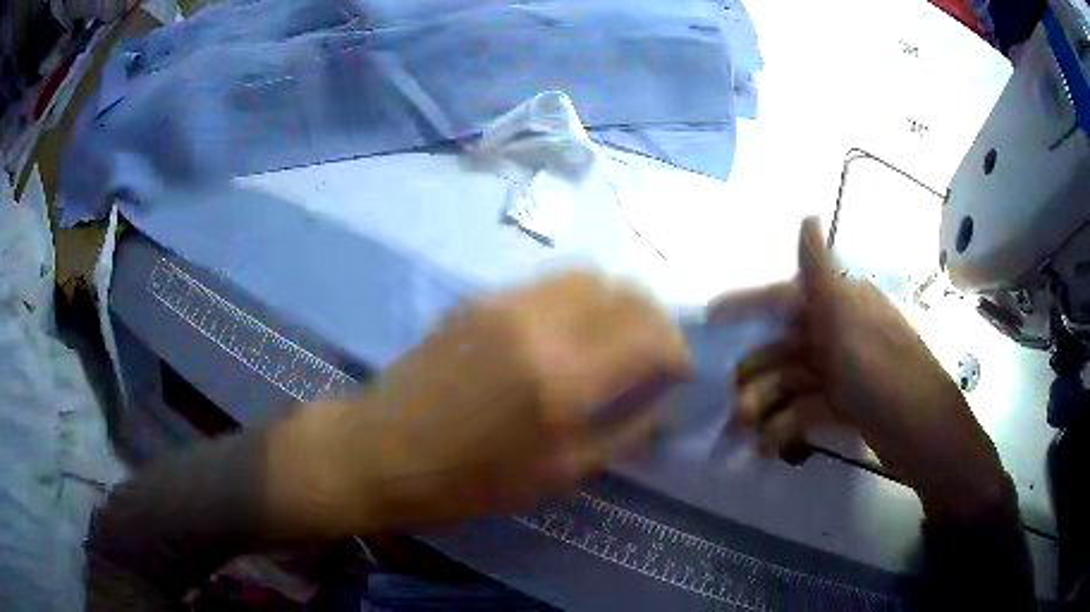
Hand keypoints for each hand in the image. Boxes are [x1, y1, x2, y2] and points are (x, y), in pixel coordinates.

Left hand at [265, 272, 691, 538]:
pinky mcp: (481, 297)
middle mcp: (541, 323)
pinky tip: (569, 333)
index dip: (678, 352)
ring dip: (617, 303)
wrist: (381, 450)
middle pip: (626, 291)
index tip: (679, 373)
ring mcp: (506, 301)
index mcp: (564, 379)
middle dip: (654, 321)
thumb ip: (624, 433)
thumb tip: (665, 403)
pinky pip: (551, 283)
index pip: (652, 337)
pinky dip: (580, 300)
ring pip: (589, 275)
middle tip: (654, 355)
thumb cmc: (468, 482)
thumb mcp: (558, 474)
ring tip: (616, 340)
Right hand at [722, 218, 1007, 519]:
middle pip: (783, 349)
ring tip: (745, 436)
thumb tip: (807, 215)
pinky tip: (767, 448)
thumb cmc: (882, 372)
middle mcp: (838, 333)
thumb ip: (821, 273)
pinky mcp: (843, 406)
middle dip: (755, 378)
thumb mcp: (849, 319)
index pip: (784, 297)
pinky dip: (785, 428)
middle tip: (733, 412)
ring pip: (790, 384)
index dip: (747, 306)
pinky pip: (804, 411)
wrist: (922, 433)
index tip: (710, 319)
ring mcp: (840, 373)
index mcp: (839, 306)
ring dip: (765, 408)